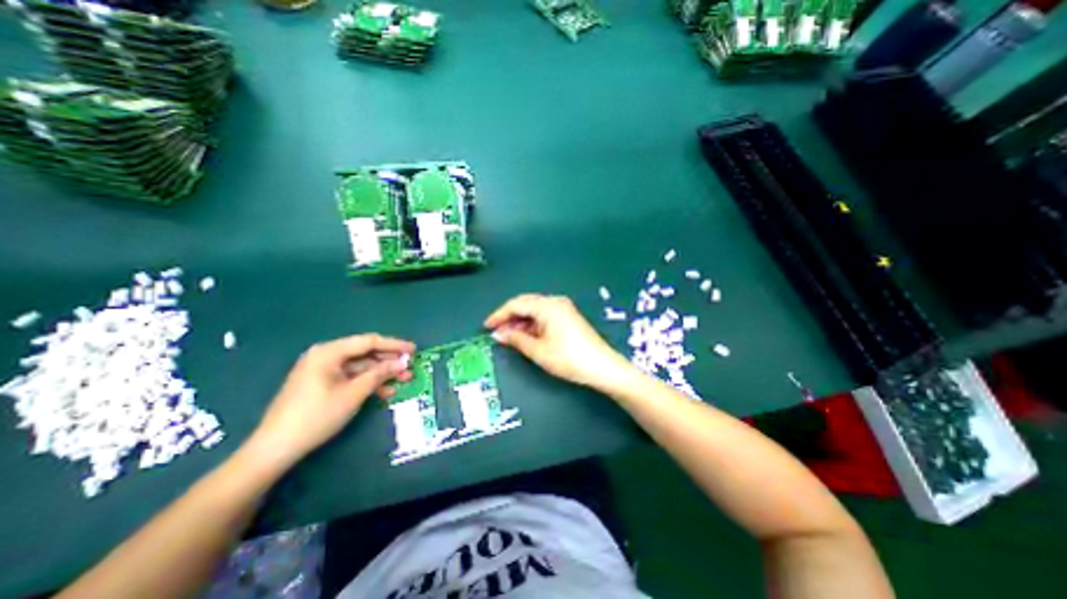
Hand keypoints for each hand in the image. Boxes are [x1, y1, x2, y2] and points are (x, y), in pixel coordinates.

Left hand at [247, 333, 413, 466]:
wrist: (276, 448)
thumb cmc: (317, 415)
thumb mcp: (354, 393)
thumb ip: (380, 373)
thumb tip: (403, 362)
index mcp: (329, 352)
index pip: (369, 341)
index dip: (394, 345)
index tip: (414, 350)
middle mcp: (325, 355)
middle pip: (365, 353)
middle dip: (389, 361)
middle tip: (410, 368)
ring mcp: (323, 370)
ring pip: (360, 366)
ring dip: (382, 373)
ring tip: (403, 381)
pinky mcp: (322, 383)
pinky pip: (351, 377)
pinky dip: (368, 382)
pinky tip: (385, 391)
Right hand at [486, 295, 626, 387]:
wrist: (602, 366)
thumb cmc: (568, 358)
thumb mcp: (538, 350)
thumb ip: (516, 339)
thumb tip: (498, 334)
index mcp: (547, 305)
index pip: (516, 304)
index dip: (499, 315)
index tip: (486, 326)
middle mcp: (555, 301)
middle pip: (526, 304)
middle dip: (509, 317)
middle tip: (496, 332)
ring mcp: (563, 308)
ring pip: (535, 311)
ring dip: (520, 322)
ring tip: (508, 337)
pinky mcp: (568, 317)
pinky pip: (544, 316)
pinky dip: (532, 325)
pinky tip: (525, 336)